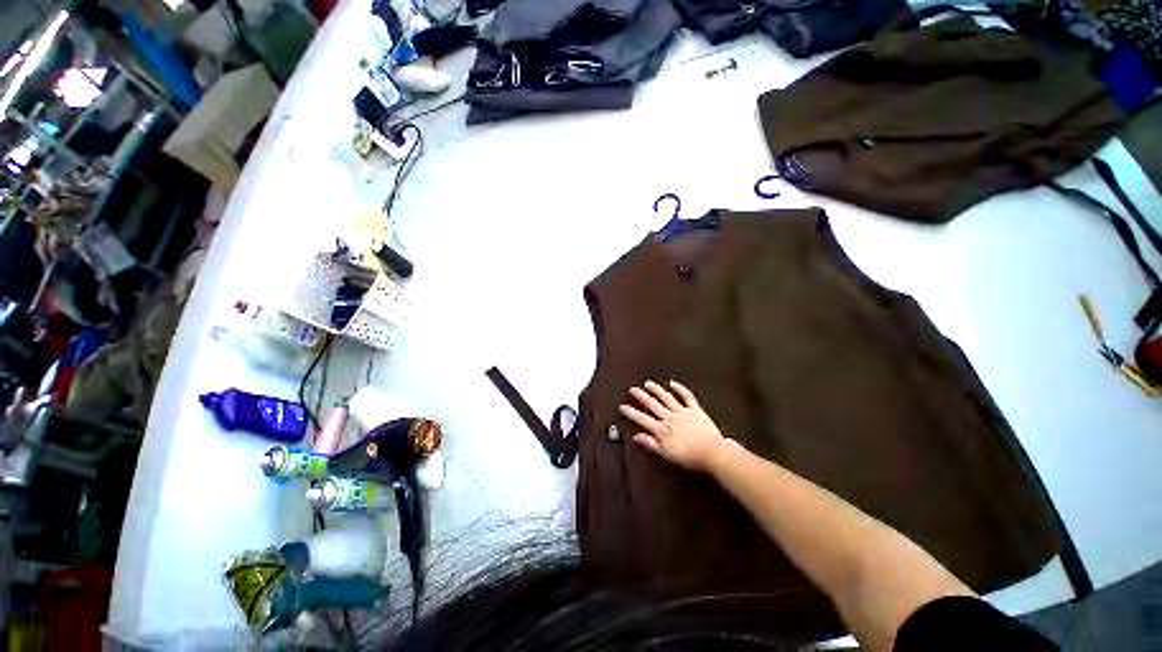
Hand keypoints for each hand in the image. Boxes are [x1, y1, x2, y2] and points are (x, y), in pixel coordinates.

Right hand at [619, 380, 731, 472]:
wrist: (712, 453)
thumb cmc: (689, 457)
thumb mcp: (666, 454)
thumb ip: (650, 444)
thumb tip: (636, 437)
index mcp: (662, 430)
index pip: (642, 419)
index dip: (631, 412)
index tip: (622, 406)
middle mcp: (670, 418)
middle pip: (653, 405)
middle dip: (641, 396)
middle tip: (633, 389)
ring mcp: (682, 412)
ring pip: (666, 398)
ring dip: (656, 390)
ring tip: (648, 383)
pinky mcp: (695, 410)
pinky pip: (686, 397)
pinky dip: (680, 389)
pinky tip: (672, 383)